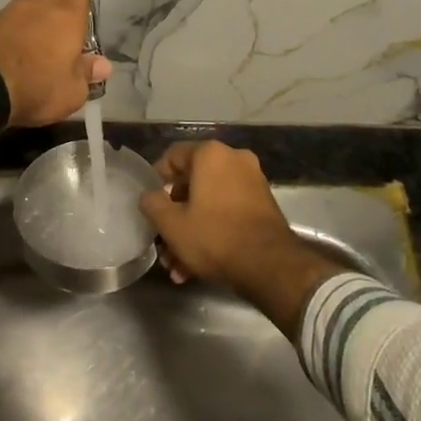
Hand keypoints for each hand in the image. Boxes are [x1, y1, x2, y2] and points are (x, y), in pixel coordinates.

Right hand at [139, 141, 340, 337]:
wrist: (270, 266)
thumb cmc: (214, 237)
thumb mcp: (171, 224)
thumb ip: (152, 203)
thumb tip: (149, 195)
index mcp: (210, 154)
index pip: (172, 156)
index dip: (155, 179)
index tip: (150, 203)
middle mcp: (234, 159)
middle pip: (192, 183)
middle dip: (175, 216)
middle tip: (164, 242)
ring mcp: (252, 181)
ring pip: (210, 202)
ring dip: (192, 230)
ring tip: (179, 266)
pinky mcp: (264, 204)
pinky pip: (228, 210)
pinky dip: (213, 230)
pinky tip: (199, 266)